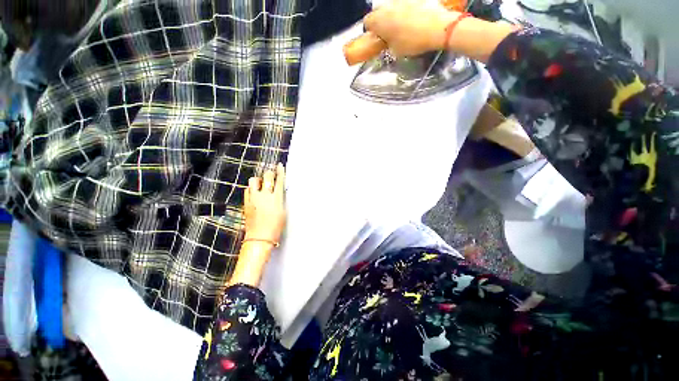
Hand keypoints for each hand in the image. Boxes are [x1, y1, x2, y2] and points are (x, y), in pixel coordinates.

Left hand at [244, 163, 286, 243]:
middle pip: (267, 177)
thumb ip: (280, 199)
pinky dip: (251, 188)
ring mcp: (253, 198)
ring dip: (259, 180)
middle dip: (270, 173)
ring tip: (261, 184)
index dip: (280, 171)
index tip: (280, 165)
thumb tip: (278, 192)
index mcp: (276, 198)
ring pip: (254, 180)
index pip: (279, 180)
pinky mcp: (246, 202)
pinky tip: (254, 192)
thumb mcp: (283, 212)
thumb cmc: (275, 226)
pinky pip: (247, 190)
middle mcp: (264, 195)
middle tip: (271, 175)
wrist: (260, 237)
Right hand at [364, 0, 460, 56]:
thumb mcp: (395, 51)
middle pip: (378, 12)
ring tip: (402, 28)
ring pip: (391, 7)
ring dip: (393, 16)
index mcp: (379, 19)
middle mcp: (387, 5)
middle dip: (381, 22)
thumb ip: (387, 43)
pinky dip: (406, 12)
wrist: (437, 27)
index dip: (371, 32)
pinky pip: (405, 5)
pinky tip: (413, 21)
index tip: (377, 39)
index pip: (367, 22)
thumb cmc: (412, 41)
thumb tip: (387, 40)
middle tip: (389, 34)